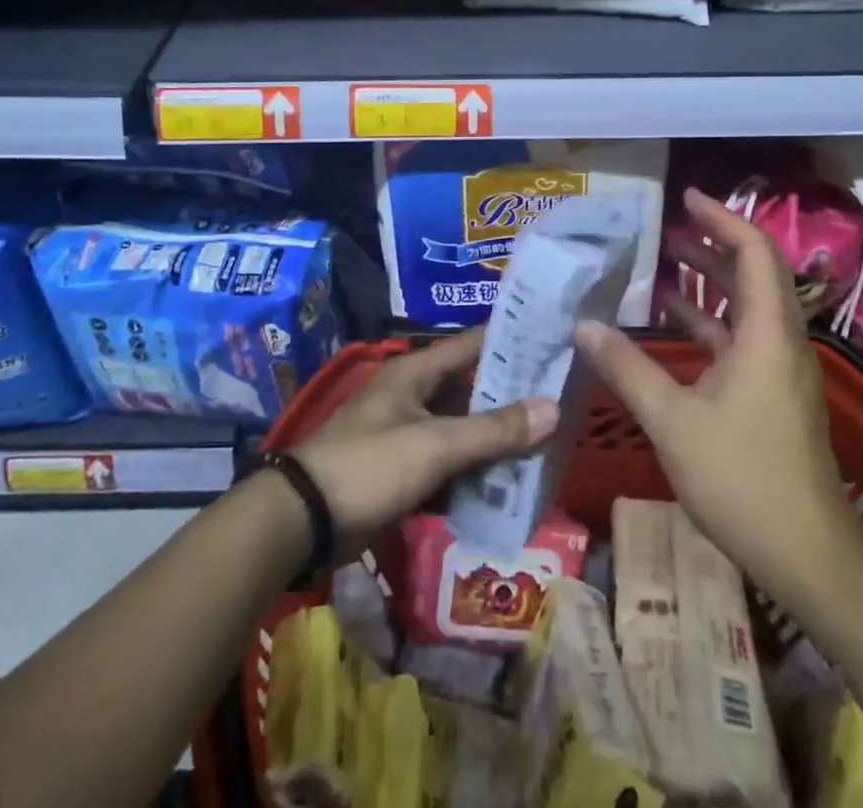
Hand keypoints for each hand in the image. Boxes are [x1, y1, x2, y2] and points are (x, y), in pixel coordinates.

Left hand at [293, 330, 557, 554]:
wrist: (303, 520)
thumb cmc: (370, 466)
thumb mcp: (435, 445)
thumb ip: (494, 429)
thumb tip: (553, 408)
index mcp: (416, 371)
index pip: (472, 344)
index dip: (511, 341)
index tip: (552, 342)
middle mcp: (412, 393)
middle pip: (470, 388)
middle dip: (510, 397)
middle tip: (559, 401)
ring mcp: (405, 431)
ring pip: (461, 427)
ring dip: (494, 438)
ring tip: (543, 444)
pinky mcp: (401, 468)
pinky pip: (447, 461)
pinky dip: (472, 469)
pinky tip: (505, 483)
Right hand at [575, 188, 847, 599]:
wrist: (809, 554)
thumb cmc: (743, 478)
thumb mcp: (673, 420)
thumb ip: (627, 369)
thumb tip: (583, 326)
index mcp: (767, 333)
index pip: (753, 252)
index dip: (722, 219)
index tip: (686, 199)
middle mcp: (780, 340)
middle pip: (751, 273)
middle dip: (709, 245)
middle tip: (664, 227)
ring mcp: (778, 369)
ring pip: (744, 306)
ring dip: (707, 282)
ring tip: (661, 263)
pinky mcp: (771, 394)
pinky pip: (739, 338)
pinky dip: (707, 322)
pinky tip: (670, 324)